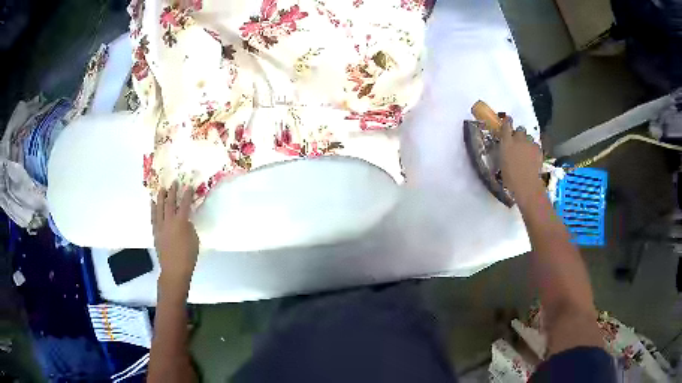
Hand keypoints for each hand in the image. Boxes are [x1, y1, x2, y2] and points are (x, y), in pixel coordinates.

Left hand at [151, 183, 198, 289]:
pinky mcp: (155, 232)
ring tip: (162, 189)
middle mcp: (169, 221)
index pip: (184, 204)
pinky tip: (152, 203)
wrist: (174, 270)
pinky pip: (153, 217)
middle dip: (172, 192)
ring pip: (159, 208)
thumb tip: (185, 221)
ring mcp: (160, 226)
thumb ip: (189, 227)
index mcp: (181, 222)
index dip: (187, 194)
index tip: (188, 186)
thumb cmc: (188, 256)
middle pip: (170, 203)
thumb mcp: (194, 239)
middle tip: (174, 183)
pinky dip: (153, 209)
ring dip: (161, 197)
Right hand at [500, 117, 543, 203]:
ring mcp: (530, 144)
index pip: (506, 125)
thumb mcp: (502, 163)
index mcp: (506, 143)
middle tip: (518, 142)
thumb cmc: (510, 178)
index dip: (507, 122)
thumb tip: (505, 148)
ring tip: (527, 152)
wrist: (526, 186)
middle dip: (519, 134)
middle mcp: (518, 140)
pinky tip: (533, 157)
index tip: (507, 121)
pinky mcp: (539, 150)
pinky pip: (536, 146)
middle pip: (520, 130)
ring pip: (529, 138)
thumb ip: (504, 151)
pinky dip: (534, 149)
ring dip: (527, 142)